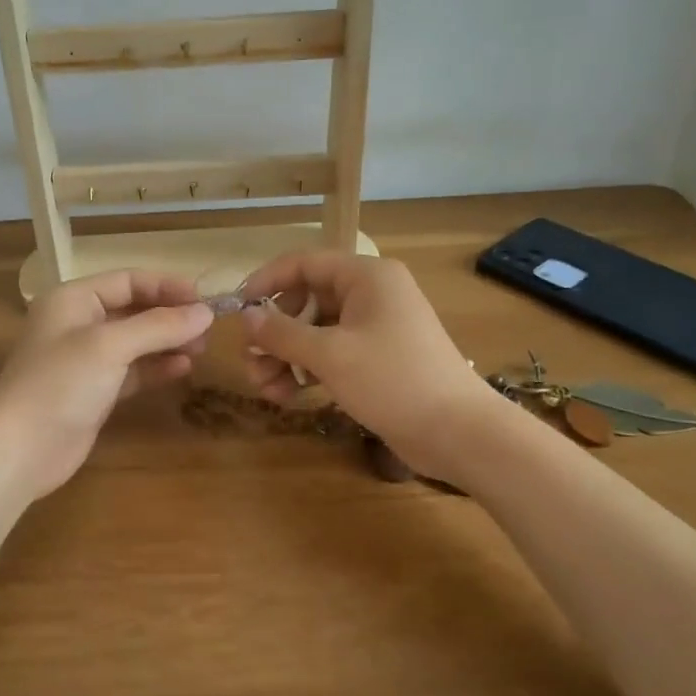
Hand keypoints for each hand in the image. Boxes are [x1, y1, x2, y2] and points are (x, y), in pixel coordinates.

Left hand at [0, 270, 212, 499]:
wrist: (21, 450)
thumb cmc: (60, 384)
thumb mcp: (110, 346)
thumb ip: (159, 326)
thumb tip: (206, 313)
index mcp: (72, 299)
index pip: (128, 280)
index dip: (167, 287)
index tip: (204, 301)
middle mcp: (77, 323)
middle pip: (133, 309)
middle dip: (170, 317)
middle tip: (207, 330)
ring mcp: (85, 360)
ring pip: (135, 341)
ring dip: (167, 342)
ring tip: (200, 349)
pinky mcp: (93, 391)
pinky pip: (131, 370)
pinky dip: (155, 367)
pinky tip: (182, 369)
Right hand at [239, 251, 505, 483]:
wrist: (458, 432)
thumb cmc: (393, 380)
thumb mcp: (330, 355)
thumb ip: (282, 333)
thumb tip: (246, 317)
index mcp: (365, 276)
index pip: (303, 263)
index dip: (266, 282)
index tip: (237, 309)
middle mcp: (370, 294)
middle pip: (306, 300)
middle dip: (274, 332)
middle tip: (251, 362)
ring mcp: (375, 327)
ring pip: (315, 331)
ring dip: (286, 357)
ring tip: (266, 389)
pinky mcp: (376, 358)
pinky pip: (331, 353)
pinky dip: (308, 371)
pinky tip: (289, 397)